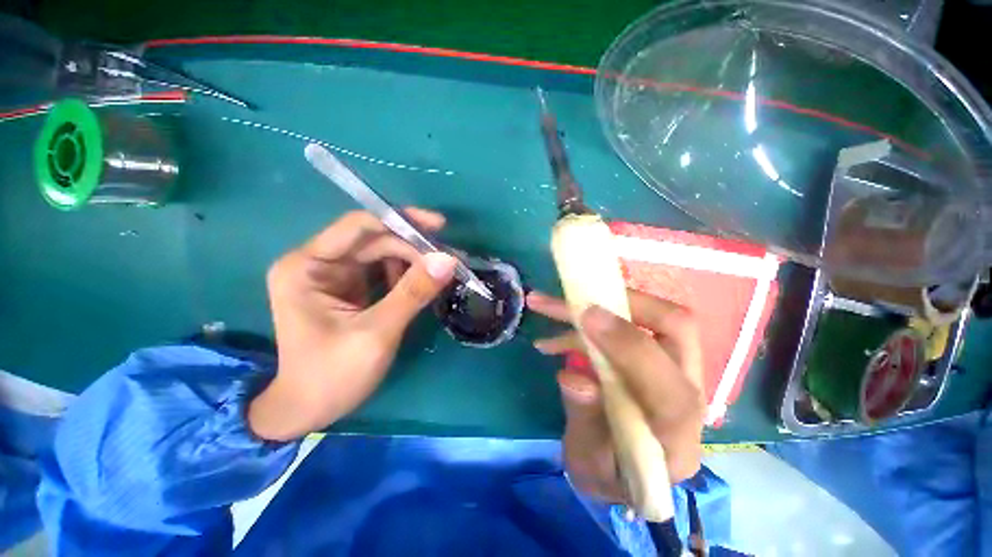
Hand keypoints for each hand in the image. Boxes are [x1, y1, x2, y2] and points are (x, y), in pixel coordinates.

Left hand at [248, 208, 456, 440]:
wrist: (310, 410)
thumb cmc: (333, 375)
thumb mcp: (377, 333)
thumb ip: (413, 293)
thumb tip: (448, 260)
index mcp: (307, 266)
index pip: (358, 227)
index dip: (401, 221)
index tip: (438, 226)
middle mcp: (318, 263)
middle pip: (374, 240)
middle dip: (413, 247)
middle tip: (448, 259)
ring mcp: (334, 275)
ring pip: (382, 254)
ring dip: (413, 261)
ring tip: (441, 272)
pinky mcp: (349, 288)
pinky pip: (383, 271)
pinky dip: (406, 275)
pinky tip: (424, 284)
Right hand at [527, 290, 704, 499]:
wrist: (626, 471)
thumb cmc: (610, 473)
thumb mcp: (589, 462)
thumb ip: (584, 421)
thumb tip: (574, 377)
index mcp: (675, 434)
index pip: (668, 388)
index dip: (627, 346)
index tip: (584, 317)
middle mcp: (685, 392)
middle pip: (675, 328)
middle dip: (623, 303)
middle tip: (575, 301)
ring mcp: (672, 368)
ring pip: (651, 316)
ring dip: (598, 304)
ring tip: (546, 305)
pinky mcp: (653, 356)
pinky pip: (629, 322)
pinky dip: (590, 320)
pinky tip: (554, 336)